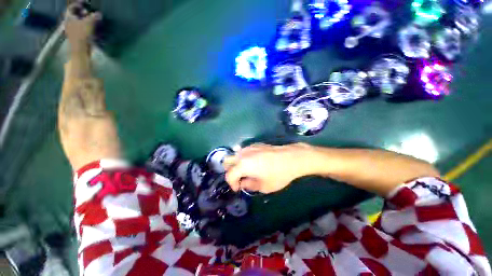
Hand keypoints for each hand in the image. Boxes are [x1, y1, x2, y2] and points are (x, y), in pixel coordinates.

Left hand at [64, 3, 100, 51]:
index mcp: (69, 17)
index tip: (84, 3)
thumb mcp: (89, 23)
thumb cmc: (82, 34)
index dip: (77, 4)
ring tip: (91, 20)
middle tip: (88, 11)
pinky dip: (85, 26)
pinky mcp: (76, 36)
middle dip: (81, 12)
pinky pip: (80, 28)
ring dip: (84, 19)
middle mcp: (68, 22)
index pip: (71, 7)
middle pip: (74, 14)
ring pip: (77, 21)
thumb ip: (94, 17)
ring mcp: (72, 30)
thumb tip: (98, 13)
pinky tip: (90, 27)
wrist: (80, 50)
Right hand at [224, 143, 313, 193]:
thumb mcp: (264, 186)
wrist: (291, 158)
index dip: (232, 184)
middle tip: (239, 178)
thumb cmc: (278, 174)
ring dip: (237, 164)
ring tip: (246, 171)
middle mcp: (242, 154)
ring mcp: (249, 147)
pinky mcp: (255, 144)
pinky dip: (244, 158)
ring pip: (235, 155)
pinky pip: (244, 151)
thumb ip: (249, 185)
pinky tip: (254, 163)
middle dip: (230, 171)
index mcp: (242, 165)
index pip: (229, 175)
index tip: (238, 189)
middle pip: (227, 161)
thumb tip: (243, 183)